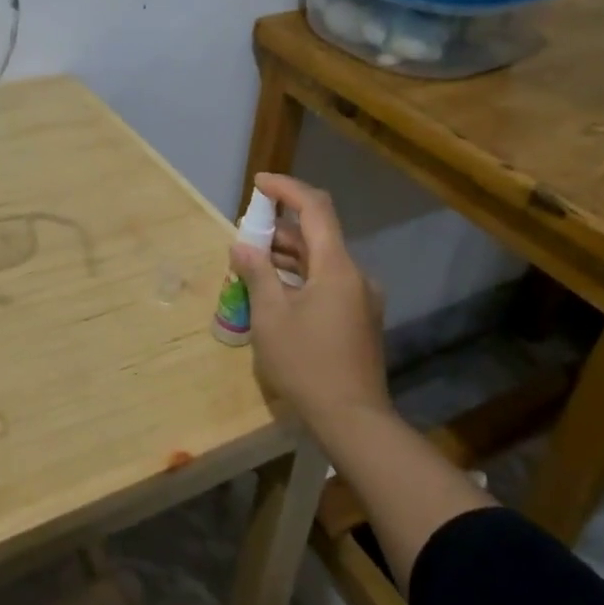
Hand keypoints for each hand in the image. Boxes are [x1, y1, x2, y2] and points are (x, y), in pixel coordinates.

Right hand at [227, 173, 389, 430]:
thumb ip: (256, 274)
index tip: (259, 183)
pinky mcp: (360, 319)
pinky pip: (328, 283)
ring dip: (289, 256)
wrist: (354, 421)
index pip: (315, 208)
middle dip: (280, 228)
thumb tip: (242, 246)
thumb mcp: (271, 317)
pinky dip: (301, 278)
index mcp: (336, 266)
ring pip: (322, 261)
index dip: (287, 189)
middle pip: (318, 234)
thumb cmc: (307, 364)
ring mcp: (362, 299)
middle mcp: (355, 275)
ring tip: (252, 264)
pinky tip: (276, 294)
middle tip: (245, 234)